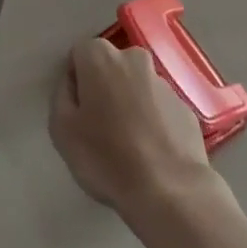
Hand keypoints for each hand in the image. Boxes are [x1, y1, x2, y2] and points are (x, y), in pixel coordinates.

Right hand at [50, 37, 215, 228]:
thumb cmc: (107, 158)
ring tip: (128, 146)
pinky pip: (159, 109)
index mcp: (101, 57)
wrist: (171, 193)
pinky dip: (153, 122)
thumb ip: (61, 96)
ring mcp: (164, 83)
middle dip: (104, 88)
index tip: (77, 111)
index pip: (80, 55)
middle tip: (100, 127)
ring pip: (137, 86)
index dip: (75, 81)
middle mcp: (133, 59)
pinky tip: (151, 153)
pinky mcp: (185, 108)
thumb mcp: (61, 130)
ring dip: (130, 104)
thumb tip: (72, 85)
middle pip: (111, 66)